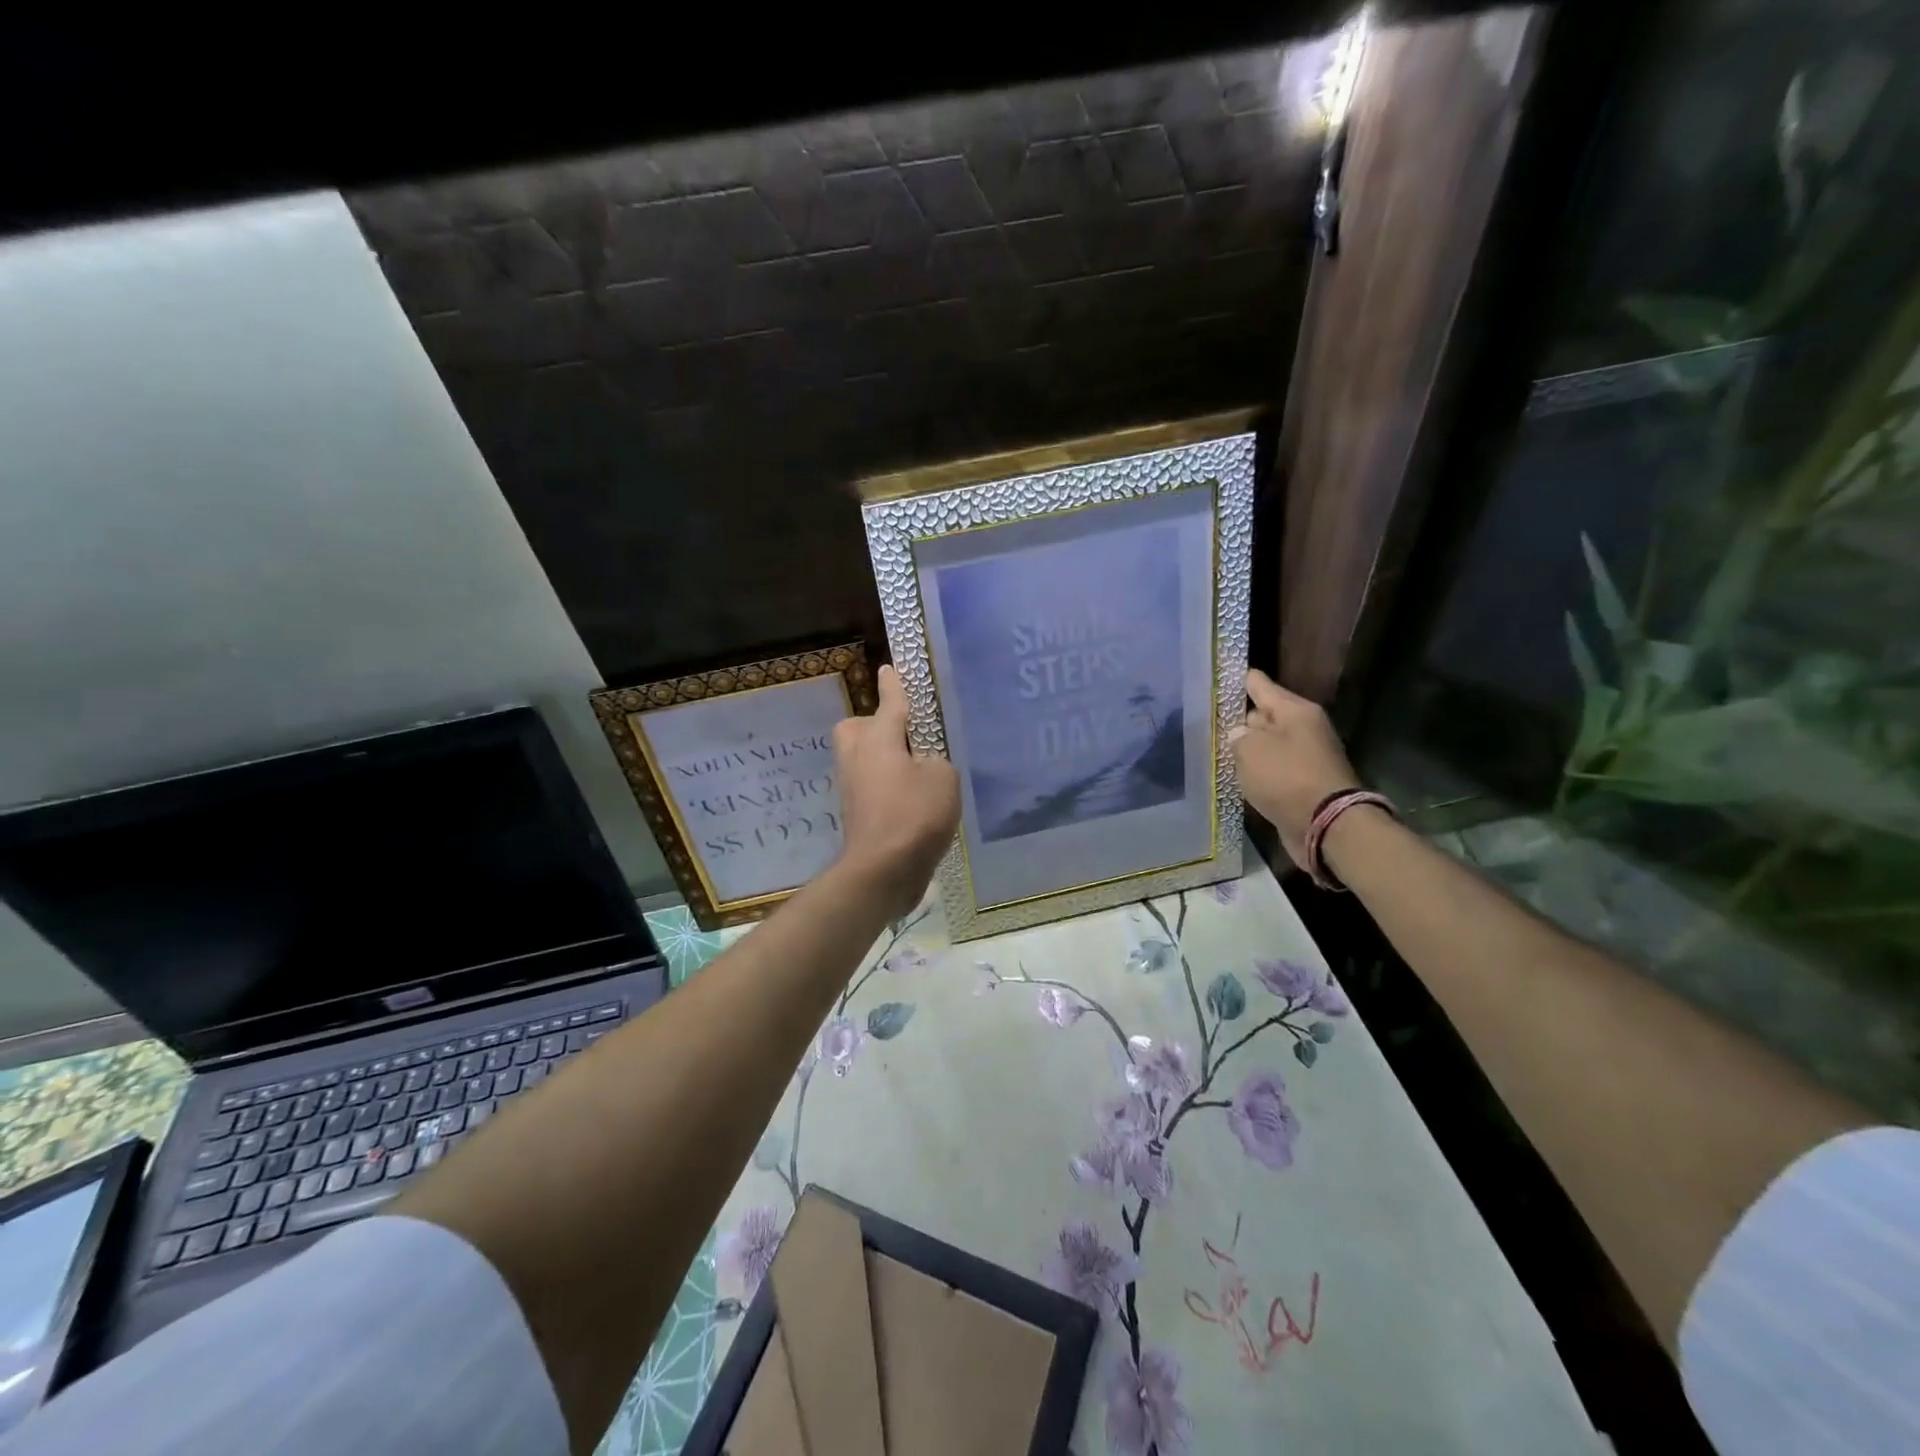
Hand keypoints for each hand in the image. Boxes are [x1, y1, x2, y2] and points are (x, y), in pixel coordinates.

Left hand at [832, 664, 960, 918]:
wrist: (882, 870)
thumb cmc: (914, 816)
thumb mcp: (942, 779)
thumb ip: (936, 761)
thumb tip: (922, 765)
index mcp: (879, 738)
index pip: (890, 702)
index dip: (894, 685)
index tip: (889, 668)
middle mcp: (858, 756)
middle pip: (859, 727)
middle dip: (877, 725)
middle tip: (906, 736)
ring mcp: (852, 786)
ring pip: (863, 757)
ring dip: (883, 758)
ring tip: (915, 770)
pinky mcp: (855, 812)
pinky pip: (870, 784)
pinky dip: (886, 786)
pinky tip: (912, 800)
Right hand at [1231, 668, 1359, 870]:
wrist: (1327, 826)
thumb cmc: (1286, 778)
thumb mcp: (1251, 750)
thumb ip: (1237, 736)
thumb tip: (1240, 735)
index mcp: (1295, 711)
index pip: (1259, 685)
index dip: (1238, 681)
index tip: (1217, 676)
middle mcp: (1303, 728)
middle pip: (1264, 715)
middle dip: (1241, 719)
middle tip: (1211, 722)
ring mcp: (1306, 757)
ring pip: (1268, 744)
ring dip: (1249, 749)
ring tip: (1220, 751)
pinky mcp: (1304, 783)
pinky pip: (1274, 769)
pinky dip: (1259, 772)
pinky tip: (1239, 776)